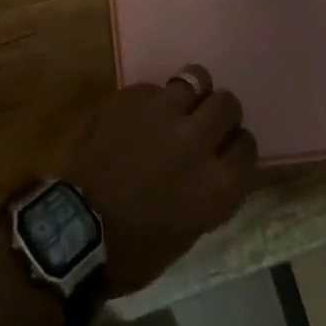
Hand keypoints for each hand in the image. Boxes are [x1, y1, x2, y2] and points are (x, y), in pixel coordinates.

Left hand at [57, 69, 258, 295]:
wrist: (79, 226)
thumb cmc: (137, 247)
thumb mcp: (190, 228)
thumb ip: (210, 188)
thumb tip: (214, 164)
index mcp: (218, 184)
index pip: (247, 146)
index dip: (236, 146)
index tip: (225, 150)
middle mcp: (197, 140)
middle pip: (227, 104)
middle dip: (220, 112)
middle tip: (205, 122)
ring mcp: (164, 112)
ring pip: (195, 79)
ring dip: (190, 94)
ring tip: (177, 107)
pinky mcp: (133, 95)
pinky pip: (155, 87)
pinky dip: (154, 99)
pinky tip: (141, 116)